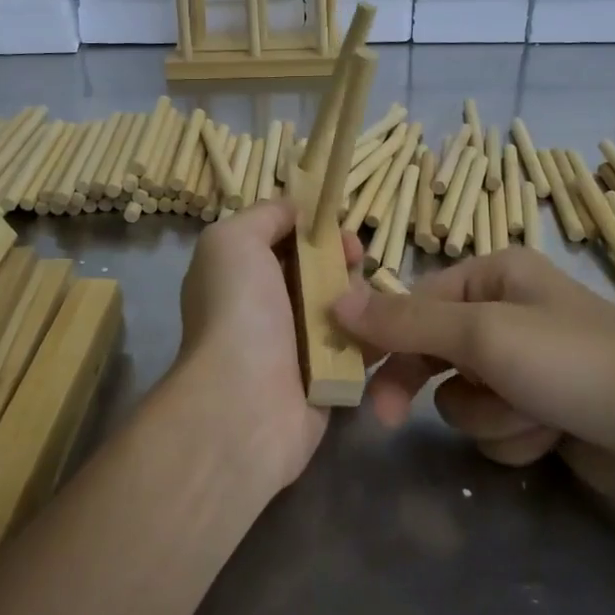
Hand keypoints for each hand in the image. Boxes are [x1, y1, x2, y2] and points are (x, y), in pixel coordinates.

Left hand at [171, 200, 361, 490]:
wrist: (245, 405)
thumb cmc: (238, 312)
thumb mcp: (232, 241)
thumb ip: (264, 215)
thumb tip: (295, 209)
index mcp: (242, 274)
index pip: (285, 240)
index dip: (313, 227)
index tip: (336, 225)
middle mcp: (268, 307)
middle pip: (320, 269)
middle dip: (342, 258)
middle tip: (355, 259)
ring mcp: (299, 345)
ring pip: (345, 305)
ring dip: (361, 295)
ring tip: (366, 300)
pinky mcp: (329, 377)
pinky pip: (360, 344)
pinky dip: (374, 332)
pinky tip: (382, 327)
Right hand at [331, 248, 614, 515]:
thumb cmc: (576, 363)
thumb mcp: (484, 334)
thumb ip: (406, 322)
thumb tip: (335, 300)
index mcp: (494, 275)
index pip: (414, 302)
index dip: (382, 337)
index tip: (349, 370)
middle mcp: (505, 313)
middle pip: (432, 352)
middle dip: (425, 385)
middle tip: (388, 419)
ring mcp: (524, 366)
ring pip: (461, 397)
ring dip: (489, 414)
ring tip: (531, 414)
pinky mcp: (539, 411)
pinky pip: (494, 427)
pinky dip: (515, 435)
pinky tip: (552, 434)